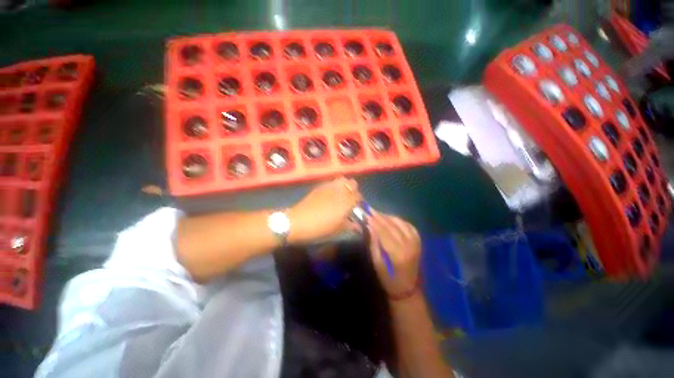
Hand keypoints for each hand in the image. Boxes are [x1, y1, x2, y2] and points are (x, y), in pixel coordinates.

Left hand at [288, 177, 360, 242]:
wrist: (297, 222)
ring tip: (340, 196)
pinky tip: (329, 196)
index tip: (357, 207)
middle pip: (352, 183)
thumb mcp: (337, 230)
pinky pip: (331, 183)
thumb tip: (357, 226)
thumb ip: (350, 226)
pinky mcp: (319, 187)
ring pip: (342, 180)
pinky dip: (334, 187)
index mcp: (346, 202)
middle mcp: (339, 191)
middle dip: (353, 190)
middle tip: (350, 200)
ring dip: (344, 186)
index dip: (359, 201)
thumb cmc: (320, 228)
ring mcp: (328, 187)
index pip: (358, 196)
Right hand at [367, 211, 421, 296]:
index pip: (384, 232)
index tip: (365, 214)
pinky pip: (409, 225)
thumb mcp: (377, 263)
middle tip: (369, 209)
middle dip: (379, 216)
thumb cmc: (388, 279)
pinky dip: (399, 220)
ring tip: (377, 213)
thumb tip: (368, 226)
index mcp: (398, 254)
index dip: (374, 222)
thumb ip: (373, 243)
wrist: (407, 288)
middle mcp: (409, 245)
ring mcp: (416, 242)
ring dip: (388, 216)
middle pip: (392, 226)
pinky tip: (391, 218)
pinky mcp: (418, 241)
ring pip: (401, 223)